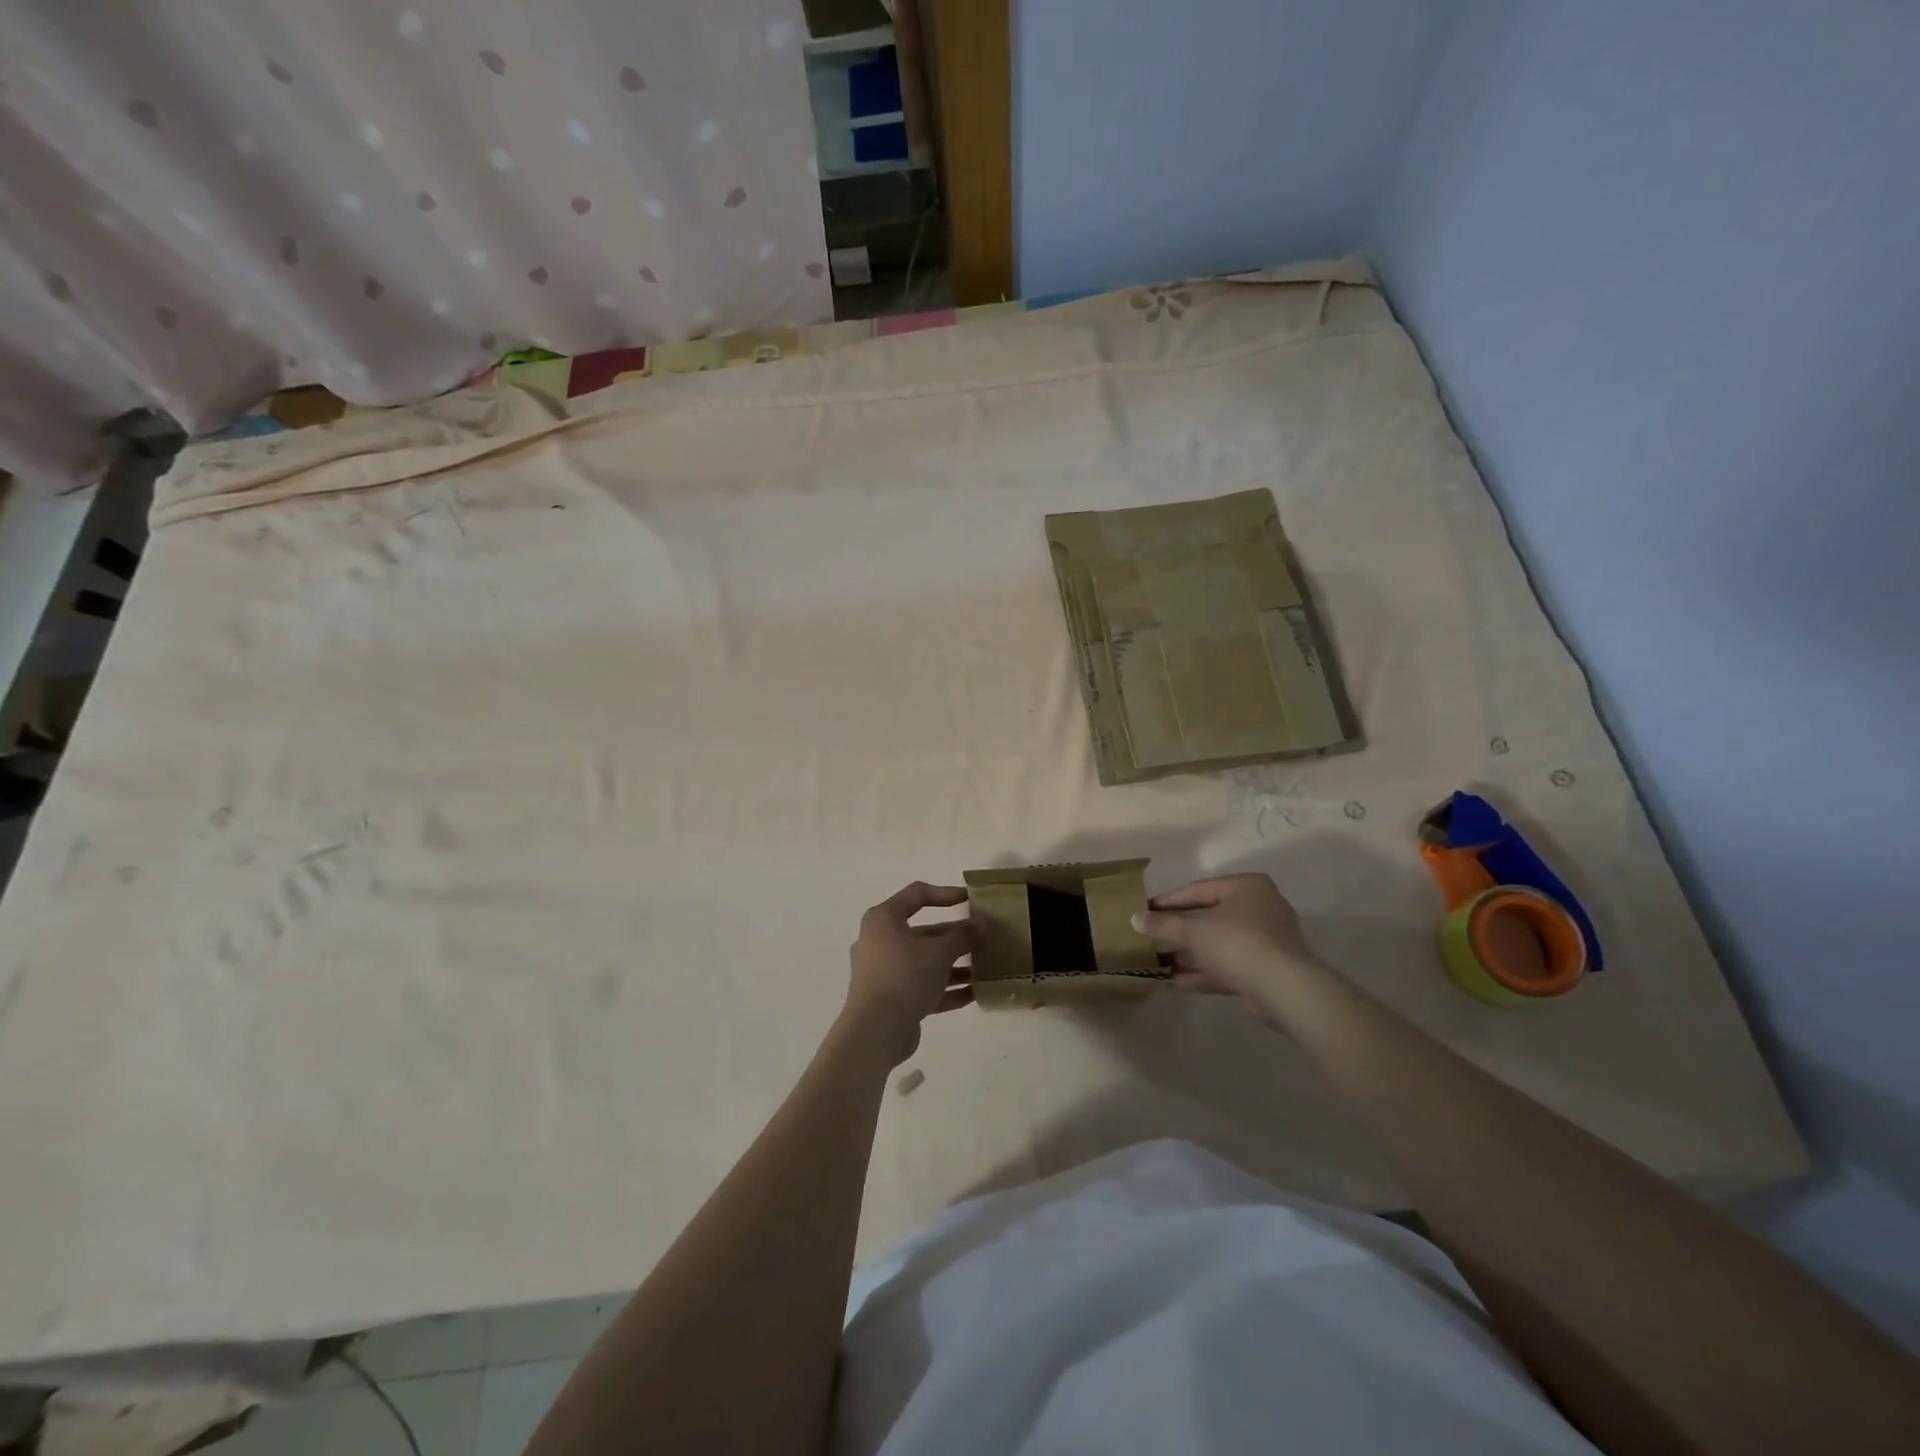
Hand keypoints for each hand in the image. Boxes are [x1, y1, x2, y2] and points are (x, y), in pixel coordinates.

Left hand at [843, 883, 977, 1062]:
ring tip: (985, 967)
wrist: (876, 1032)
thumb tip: (981, 923)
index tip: (971, 899)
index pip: (916, 895)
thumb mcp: (939, 952)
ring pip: (925, 962)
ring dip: (954, 964)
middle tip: (983, 938)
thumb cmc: (904, 976)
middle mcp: (880, 942)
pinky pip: (923, 987)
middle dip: (955, 936)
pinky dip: (946, 988)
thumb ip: (962, 936)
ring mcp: (885, 973)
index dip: (945, 894)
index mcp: (884, 920)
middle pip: (923, 932)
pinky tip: (975, 993)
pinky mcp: (892, 1000)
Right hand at [1132, 874, 1321, 1012]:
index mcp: (1246, 887)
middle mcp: (1259, 908)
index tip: (1144, 911)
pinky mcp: (1265, 971)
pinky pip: (1228, 966)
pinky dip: (1204, 972)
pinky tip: (1175, 982)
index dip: (1168, 901)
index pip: (1198, 889)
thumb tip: (1135, 918)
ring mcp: (1265, 942)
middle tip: (1150, 938)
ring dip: (1189, 954)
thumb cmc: (1237, 942)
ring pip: (1218, 944)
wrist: (1284, 988)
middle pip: (1208, 917)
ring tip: (1158, 962)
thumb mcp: (1193, 929)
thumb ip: (1163, 923)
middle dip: (1178, 931)